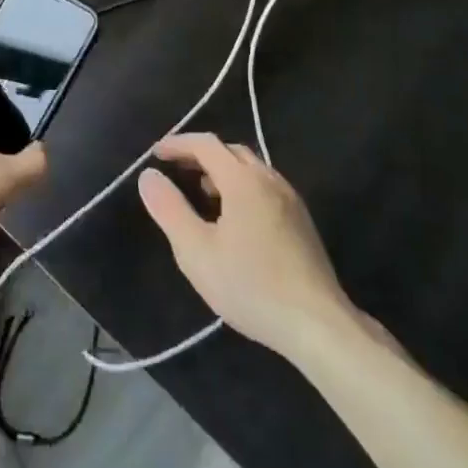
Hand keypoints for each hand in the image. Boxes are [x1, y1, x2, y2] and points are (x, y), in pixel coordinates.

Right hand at [138, 133, 354, 359]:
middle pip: (231, 151)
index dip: (178, 144)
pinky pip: (265, 186)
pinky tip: (234, 218)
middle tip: (177, 169)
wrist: (318, 324)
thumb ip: (169, 209)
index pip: (206, 144)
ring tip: (202, 191)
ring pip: (251, 168)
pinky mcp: (301, 220)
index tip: (156, 153)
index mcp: (243, 180)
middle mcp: (269, 179)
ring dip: (223, 170)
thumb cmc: (251, 286)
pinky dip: (242, 186)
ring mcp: (290, 199)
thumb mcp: (197, 252)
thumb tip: (148, 176)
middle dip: (201, 154)